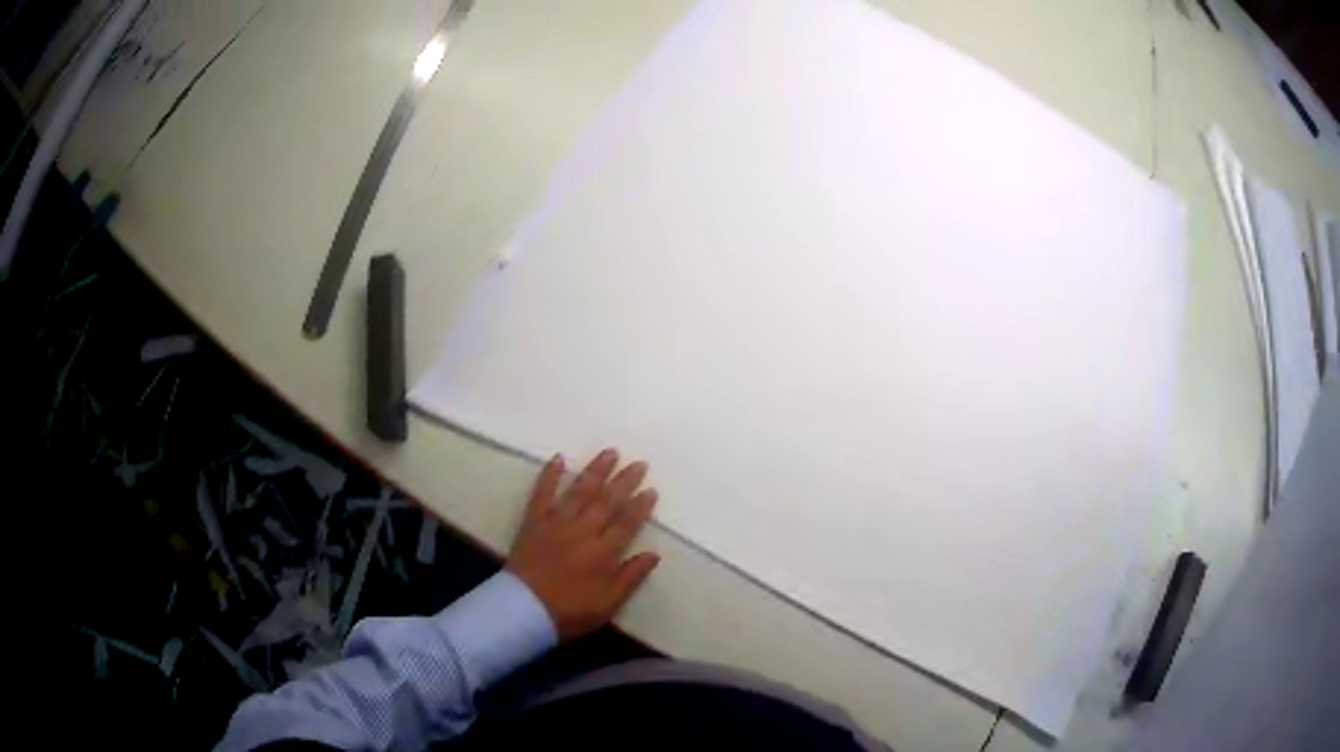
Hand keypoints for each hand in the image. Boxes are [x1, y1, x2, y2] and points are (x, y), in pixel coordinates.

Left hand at [507, 449, 660, 641]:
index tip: (651, 490)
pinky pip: (542, 494)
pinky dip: (549, 475)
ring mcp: (555, 524)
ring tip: (610, 452)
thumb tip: (653, 554)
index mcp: (602, 553)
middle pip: (606, 502)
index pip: (626, 524)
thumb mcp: (608, 604)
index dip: (640, 507)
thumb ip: (631, 577)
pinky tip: (559, 458)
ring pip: (579, 492)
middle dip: (624, 481)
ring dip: (595, 471)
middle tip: (638, 463)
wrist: (522, 611)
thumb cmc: (568, 612)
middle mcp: (582, 532)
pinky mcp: (533, 522)